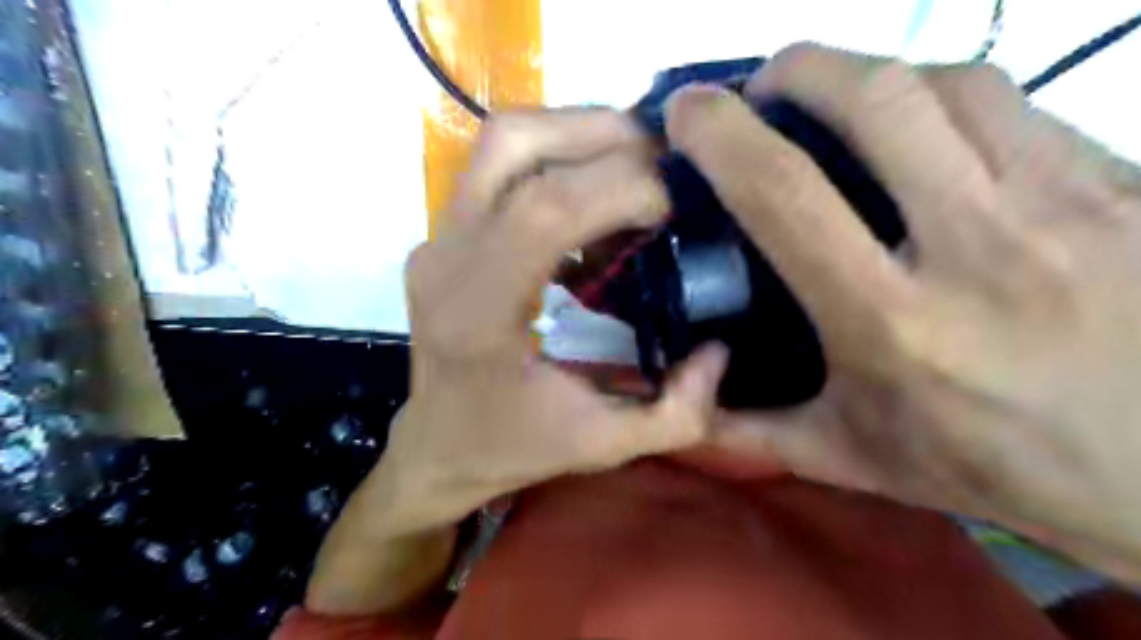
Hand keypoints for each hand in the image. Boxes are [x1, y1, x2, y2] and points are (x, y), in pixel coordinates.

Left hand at [308, 109, 724, 615]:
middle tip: (666, 164)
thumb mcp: (601, 445)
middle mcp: (446, 258)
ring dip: (579, 133)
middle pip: (516, 145)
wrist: (437, 445)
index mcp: (478, 314)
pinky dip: (559, 158)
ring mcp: (437, 238)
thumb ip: (675, 413)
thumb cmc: (511, 448)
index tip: (674, 208)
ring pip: (504, 140)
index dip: (621, 187)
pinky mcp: (444, 234)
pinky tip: (597, 196)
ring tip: (636, 166)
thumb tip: (720, 348)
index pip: (545, 210)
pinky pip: (501, 166)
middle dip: (605, 136)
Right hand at [666, 42, 1140, 576]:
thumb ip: (748, 429)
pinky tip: (920, 128)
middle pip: (875, 100)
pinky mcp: (1120, 186)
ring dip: (870, 75)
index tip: (688, 111)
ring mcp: (1062, 206)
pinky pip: (1013, 105)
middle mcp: (975, 249)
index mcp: (889, 323)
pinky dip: (944, 97)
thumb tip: (682, 391)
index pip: (784, 193)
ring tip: (835, 102)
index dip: (722, 135)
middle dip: (797, 69)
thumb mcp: (845, 456)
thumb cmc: (982, 466)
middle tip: (763, 86)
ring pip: (949, 83)